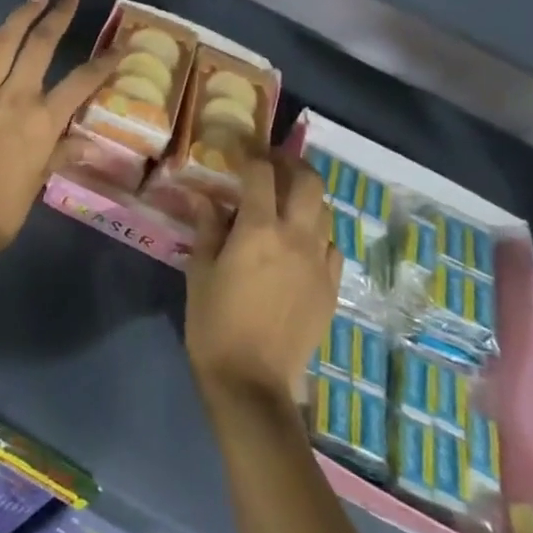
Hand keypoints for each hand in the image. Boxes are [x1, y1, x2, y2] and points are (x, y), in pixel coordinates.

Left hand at [0, 0, 116, 264]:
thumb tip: (89, 143)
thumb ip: (62, 153)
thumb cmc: (4, 208)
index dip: (104, 62)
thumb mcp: (41, 180)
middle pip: (41, 45)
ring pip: (2, 43)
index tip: (119, 45)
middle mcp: (14, 97)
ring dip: (20, 16)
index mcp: (42, 120)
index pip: (82, 81)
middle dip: (59, 14)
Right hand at [186, 151, 341, 410]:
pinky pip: (331, 246)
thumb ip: (208, 227)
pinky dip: (317, 232)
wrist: (253, 384)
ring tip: (286, 199)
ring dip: (306, 196)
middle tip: (272, 163)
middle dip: (291, 163)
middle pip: (308, 181)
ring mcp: (319, 263)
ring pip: (325, 211)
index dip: (251, 153)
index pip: (262, 173)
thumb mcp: (200, 270)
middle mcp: (296, 237)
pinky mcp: (331, 288)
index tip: (240, 149)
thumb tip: (205, 196)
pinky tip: (301, 241)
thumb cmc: (215, 323)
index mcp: (259, 229)